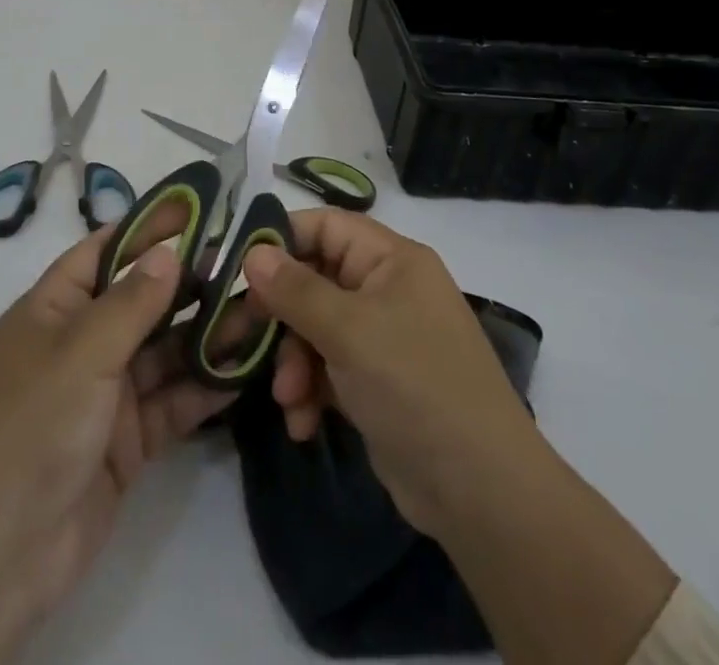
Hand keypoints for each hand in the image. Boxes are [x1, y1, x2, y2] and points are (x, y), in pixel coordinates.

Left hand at [0, 214, 229, 664]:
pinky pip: (172, 403)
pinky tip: (244, 371)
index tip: (199, 206)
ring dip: (207, 336)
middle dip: (190, 284)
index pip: (106, 251)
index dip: (148, 227)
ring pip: (165, 352)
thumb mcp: (81, 352)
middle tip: (248, 265)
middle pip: (143, 301)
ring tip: (259, 313)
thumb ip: (132, 302)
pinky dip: (204, 388)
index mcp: (55, 308)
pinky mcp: (126, 443)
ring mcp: (105, 395)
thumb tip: (168, 251)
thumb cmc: (28, 428)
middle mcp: (81, 344)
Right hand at [240, 209, 541, 536]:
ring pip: (315, 328)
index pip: (325, 226)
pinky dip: (311, 390)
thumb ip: (296, 289)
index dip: (281, 240)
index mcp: (391, 259)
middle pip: (314, 280)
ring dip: (293, 361)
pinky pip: (328, 368)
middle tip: (238, 336)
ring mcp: (383, 337)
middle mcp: (387, 289)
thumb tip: (253, 252)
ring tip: (287, 398)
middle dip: (279, 315)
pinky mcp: (377, 382)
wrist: (480, 492)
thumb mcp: (349, 331)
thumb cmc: (415, 385)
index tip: (238, 268)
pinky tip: (302, 423)